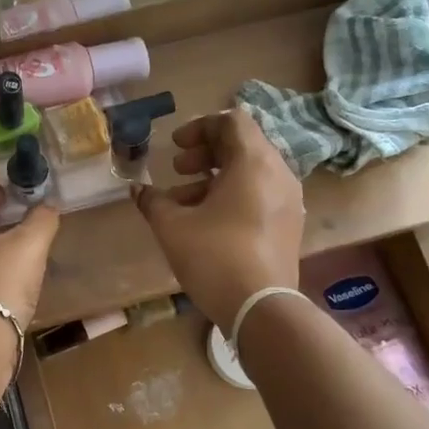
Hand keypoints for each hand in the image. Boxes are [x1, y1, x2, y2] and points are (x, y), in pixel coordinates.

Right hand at [133, 111, 304, 328]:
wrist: (261, 308)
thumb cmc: (214, 257)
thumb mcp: (172, 226)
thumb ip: (153, 201)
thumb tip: (138, 189)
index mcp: (254, 162)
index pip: (232, 121)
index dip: (199, 127)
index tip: (175, 146)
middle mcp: (279, 173)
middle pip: (242, 145)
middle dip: (205, 153)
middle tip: (177, 170)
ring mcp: (289, 201)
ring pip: (250, 172)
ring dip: (215, 178)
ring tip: (183, 202)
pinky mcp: (289, 225)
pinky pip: (260, 194)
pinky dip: (233, 196)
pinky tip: (206, 222)